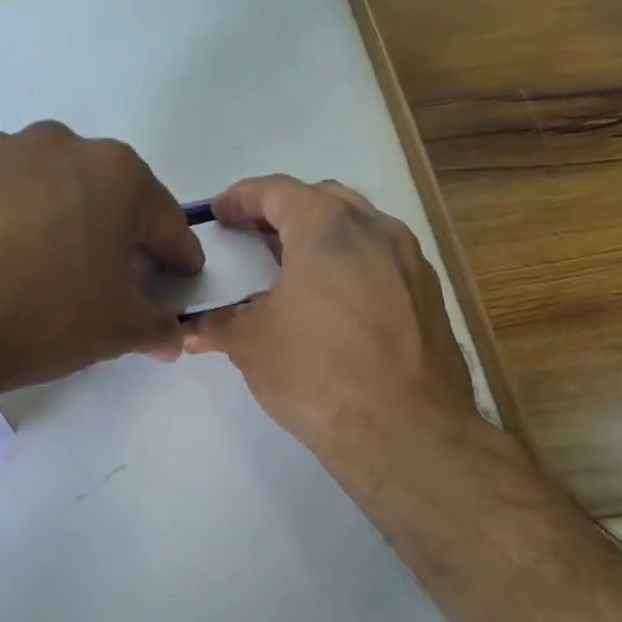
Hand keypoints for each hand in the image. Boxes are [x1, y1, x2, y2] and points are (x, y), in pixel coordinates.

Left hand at [0, 122, 202, 398]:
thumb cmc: (44, 315)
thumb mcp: (118, 329)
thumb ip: (158, 326)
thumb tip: (173, 335)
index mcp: (116, 173)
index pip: (163, 220)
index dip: (178, 255)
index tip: (182, 277)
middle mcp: (62, 145)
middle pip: (109, 196)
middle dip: (122, 235)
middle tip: (122, 278)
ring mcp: (2, 154)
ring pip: (55, 190)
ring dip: (68, 222)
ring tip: (59, 268)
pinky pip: (7, 198)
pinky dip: (20, 223)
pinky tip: (10, 261)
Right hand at [183, 175, 481, 458]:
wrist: (404, 430)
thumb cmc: (316, 370)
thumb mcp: (251, 344)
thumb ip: (219, 325)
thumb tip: (190, 331)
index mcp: (328, 227)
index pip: (277, 191)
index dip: (242, 197)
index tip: (220, 212)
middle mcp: (378, 231)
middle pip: (325, 201)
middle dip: (286, 212)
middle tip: (257, 238)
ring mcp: (412, 264)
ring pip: (362, 231)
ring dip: (324, 240)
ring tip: (296, 271)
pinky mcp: (431, 299)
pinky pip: (385, 265)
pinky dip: (355, 268)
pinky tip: (337, 307)